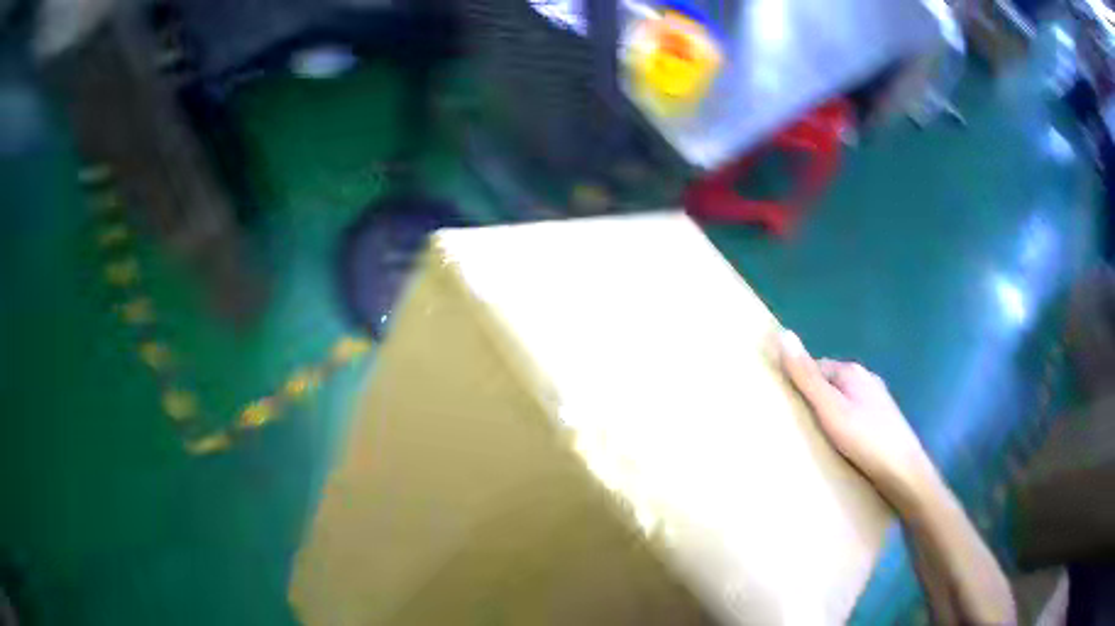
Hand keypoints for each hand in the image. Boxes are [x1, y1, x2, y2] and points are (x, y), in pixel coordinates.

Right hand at [778, 331, 936, 507]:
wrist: (904, 471)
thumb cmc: (865, 439)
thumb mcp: (830, 409)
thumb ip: (806, 377)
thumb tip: (783, 333)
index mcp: (852, 371)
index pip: (816, 367)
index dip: (799, 384)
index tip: (786, 407)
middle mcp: (867, 379)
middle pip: (831, 382)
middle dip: (815, 398)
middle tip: (798, 426)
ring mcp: (878, 400)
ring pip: (845, 399)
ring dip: (831, 412)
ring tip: (816, 438)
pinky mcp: (884, 420)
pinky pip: (856, 414)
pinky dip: (845, 424)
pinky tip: (842, 444)